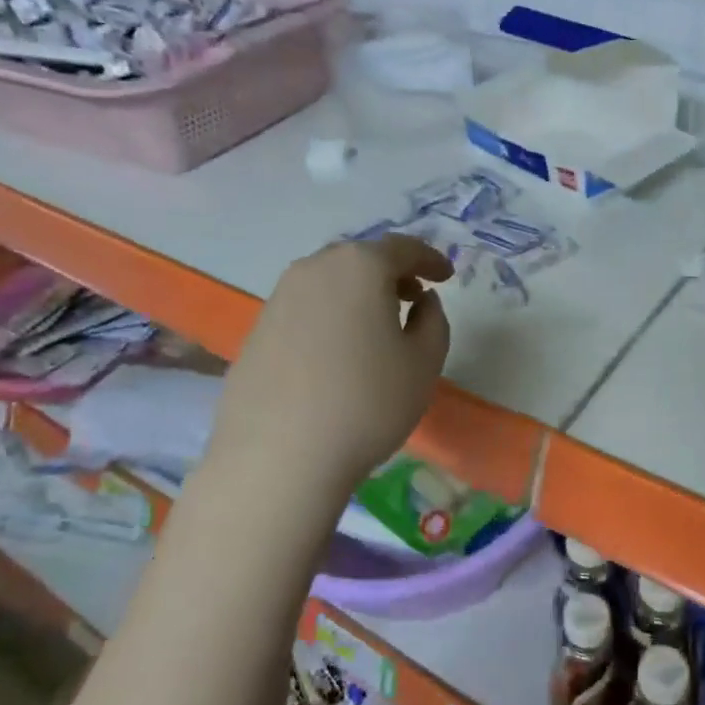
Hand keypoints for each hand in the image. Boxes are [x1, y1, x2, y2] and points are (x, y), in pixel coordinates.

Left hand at [209, 235, 453, 498]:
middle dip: (391, 273)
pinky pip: (305, 309)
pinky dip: (330, 316)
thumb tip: (422, 301)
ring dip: (358, 294)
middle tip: (413, 298)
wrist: (279, 456)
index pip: (402, 248)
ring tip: (377, 327)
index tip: (447, 276)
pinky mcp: (257, 330)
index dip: (430, 259)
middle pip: (361, 259)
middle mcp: (314, 269)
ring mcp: (278, 298)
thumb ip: (433, 321)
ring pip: (329, 282)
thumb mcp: (424, 363)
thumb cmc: (367, 403)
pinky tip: (338, 353)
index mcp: (360, 267)